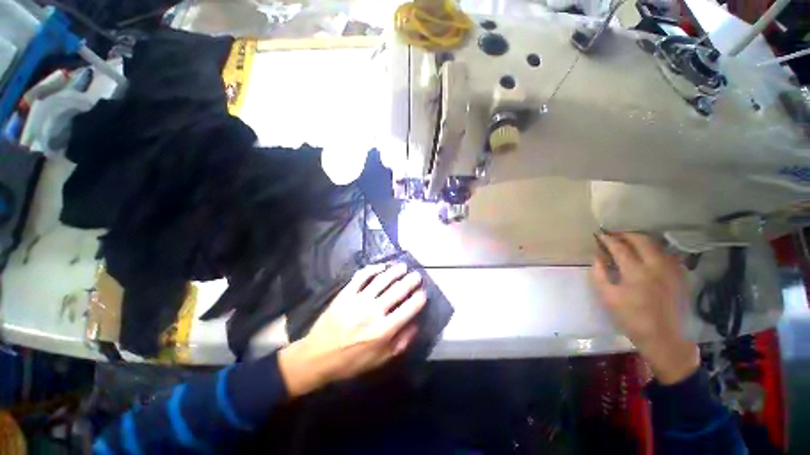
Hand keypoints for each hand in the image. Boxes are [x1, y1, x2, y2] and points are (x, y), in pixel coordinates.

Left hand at [278, 263, 426, 396]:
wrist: (318, 357)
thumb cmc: (352, 361)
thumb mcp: (380, 359)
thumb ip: (401, 342)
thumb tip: (416, 324)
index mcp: (384, 330)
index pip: (409, 309)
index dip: (419, 298)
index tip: (423, 292)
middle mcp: (374, 311)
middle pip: (398, 290)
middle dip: (411, 280)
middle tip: (417, 275)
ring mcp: (358, 300)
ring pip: (381, 280)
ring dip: (394, 271)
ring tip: (403, 266)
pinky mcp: (345, 294)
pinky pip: (361, 277)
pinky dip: (372, 269)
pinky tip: (380, 267)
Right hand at [591, 232, 699, 384]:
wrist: (664, 338)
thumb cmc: (632, 318)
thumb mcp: (607, 297)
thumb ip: (599, 274)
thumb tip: (597, 257)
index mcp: (636, 272)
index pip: (619, 247)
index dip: (608, 239)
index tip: (599, 234)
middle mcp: (656, 266)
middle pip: (642, 240)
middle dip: (626, 234)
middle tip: (614, 235)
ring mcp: (671, 270)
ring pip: (657, 245)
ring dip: (641, 239)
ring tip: (629, 241)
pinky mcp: (679, 276)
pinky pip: (666, 255)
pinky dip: (654, 249)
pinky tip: (648, 254)